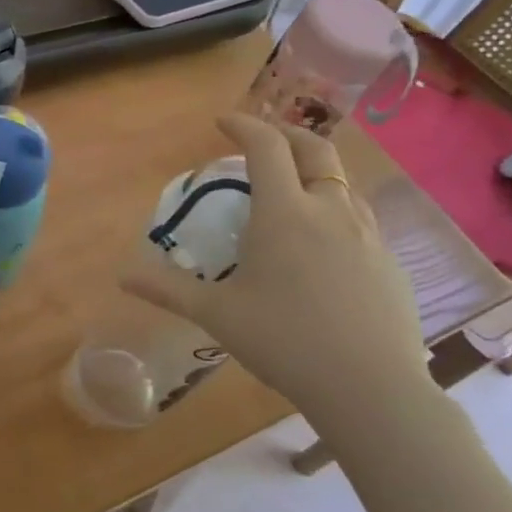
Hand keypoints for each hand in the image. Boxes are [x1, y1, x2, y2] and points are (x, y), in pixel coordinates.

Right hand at [122, 114, 429, 431]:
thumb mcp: (216, 314)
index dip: (243, 126)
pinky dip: (335, 213)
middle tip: (264, 143)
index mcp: (284, 213)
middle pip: (316, 149)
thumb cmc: (283, 340)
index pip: (266, 147)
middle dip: (287, 135)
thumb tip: (121, 275)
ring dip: (315, 174)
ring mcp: (368, 235)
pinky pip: (361, 221)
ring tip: (292, 194)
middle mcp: (330, 211)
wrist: (370, 388)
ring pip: (343, 184)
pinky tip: (323, 249)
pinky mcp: (390, 263)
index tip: (222, 123)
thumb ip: (167, 289)